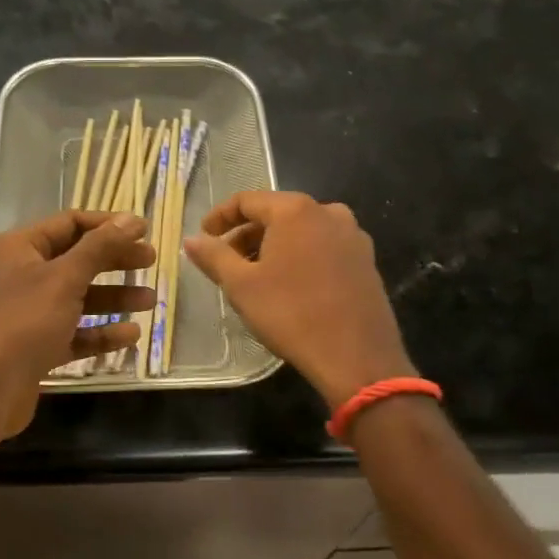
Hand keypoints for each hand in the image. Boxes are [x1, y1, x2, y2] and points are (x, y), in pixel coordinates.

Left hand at [0, 210, 156, 438]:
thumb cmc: (24, 322)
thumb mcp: (65, 278)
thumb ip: (100, 248)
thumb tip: (131, 219)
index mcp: (22, 248)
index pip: (70, 223)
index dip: (107, 225)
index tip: (144, 231)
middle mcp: (25, 275)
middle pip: (78, 259)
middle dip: (115, 260)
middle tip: (151, 261)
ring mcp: (31, 313)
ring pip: (80, 297)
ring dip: (114, 297)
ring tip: (150, 301)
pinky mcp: (38, 346)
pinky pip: (76, 332)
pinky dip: (101, 332)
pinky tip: (130, 335)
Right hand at [185, 191, 413, 409]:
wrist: (357, 357)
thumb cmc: (292, 314)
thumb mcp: (242, 286)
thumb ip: (213, 256)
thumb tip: (192, 240)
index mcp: (296, 210)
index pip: (247, 200)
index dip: (220, 217)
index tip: (203, 238)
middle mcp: (328, 212)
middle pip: (276, 214)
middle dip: (246, 235)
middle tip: (226, 263)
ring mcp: (353, 236)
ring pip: (301, 232)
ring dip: (273, 248)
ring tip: (255, 277)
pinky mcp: (366, 261)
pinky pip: (323, 248)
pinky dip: (300, 258)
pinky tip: (289, 287)